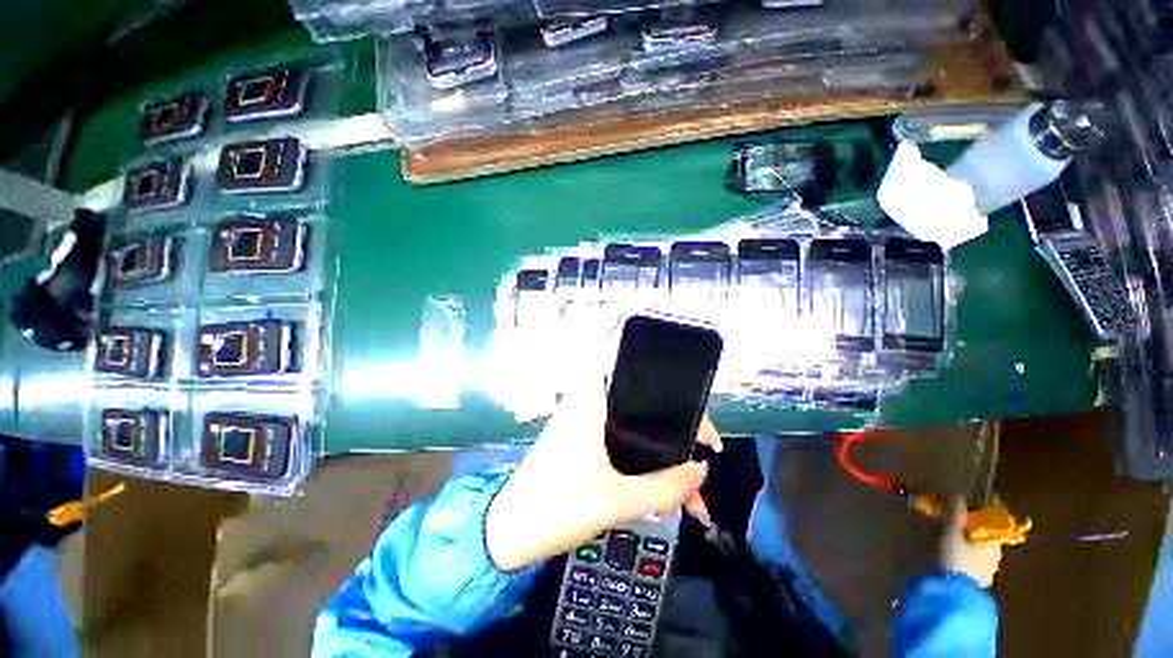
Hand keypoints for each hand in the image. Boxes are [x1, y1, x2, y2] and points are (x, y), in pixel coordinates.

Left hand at [485, 374, 721, 571]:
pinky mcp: (580, 438)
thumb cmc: (558, 507)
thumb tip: (701, 469)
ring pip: (632, 419)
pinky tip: (658, 475)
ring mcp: (582, 420)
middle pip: (639, 396)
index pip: (630, 367)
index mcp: (590, 401)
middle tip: (697, 445)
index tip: (692, 404)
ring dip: (657, 441)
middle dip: (670, 420)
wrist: (508, 532)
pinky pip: (620, 435)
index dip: (664, 378)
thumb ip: (665, 487)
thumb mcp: (617, 501)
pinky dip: (641, 450)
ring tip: (685, 469)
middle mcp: (586, 402)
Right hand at [940, 497, 1002, 588]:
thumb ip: (954, 512)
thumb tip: (955, 491)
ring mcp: (986, 569)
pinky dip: (961, 550)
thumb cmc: (954, 559)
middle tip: (948, 514)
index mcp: (994, 541)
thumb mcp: (950, 532)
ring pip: (977, 546)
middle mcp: (995, 553)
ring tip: (945, 532)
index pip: (992, 518)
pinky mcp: (974, 579)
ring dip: (964, 537)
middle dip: (967, 522)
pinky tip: (948, 551)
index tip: (962, 499)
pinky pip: (970, 558)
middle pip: (983, 532)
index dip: (978, 507)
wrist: (951, 596)